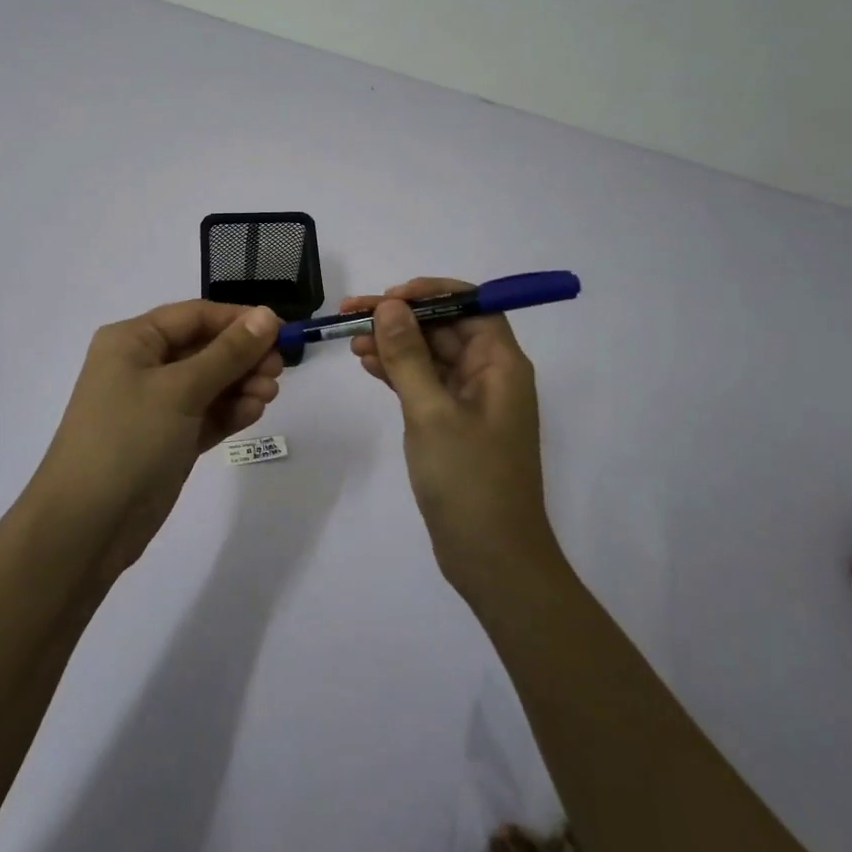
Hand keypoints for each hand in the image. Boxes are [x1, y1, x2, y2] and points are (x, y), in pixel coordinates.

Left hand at [28, 301, 282, 578]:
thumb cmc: (128, 440)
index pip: (195, 316)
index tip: (281, 331)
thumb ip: (228, 353)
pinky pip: (205, 414)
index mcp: (133, 341)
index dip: (238, 320)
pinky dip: (229, 412)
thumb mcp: (180, 390)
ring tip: (268, 395)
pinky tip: (253, 412)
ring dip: (241, 384)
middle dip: (242, 356)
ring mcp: (154, 405)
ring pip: (208, 383)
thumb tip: (268, 315)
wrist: (86, 527)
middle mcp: (142, 366)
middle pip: (204, 348)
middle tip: (278, 370)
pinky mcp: (167, 440)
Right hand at [343, 278, 558, 598]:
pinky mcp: (453, 423)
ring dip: (394, 344)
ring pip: (430, 354)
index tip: (389, 296)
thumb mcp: (432, 412)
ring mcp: (470, 401)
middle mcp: (489, 374)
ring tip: (351, 341)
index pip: (470, 305)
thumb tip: (390, 305)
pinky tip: (367, 365)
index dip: (430, 293)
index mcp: (500, 364)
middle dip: (400, 318)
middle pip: (444, 328)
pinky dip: (397, 371)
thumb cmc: (469, 480)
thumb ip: (408, 355)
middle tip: (352, 315)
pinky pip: (424, 382)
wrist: (492, 559)